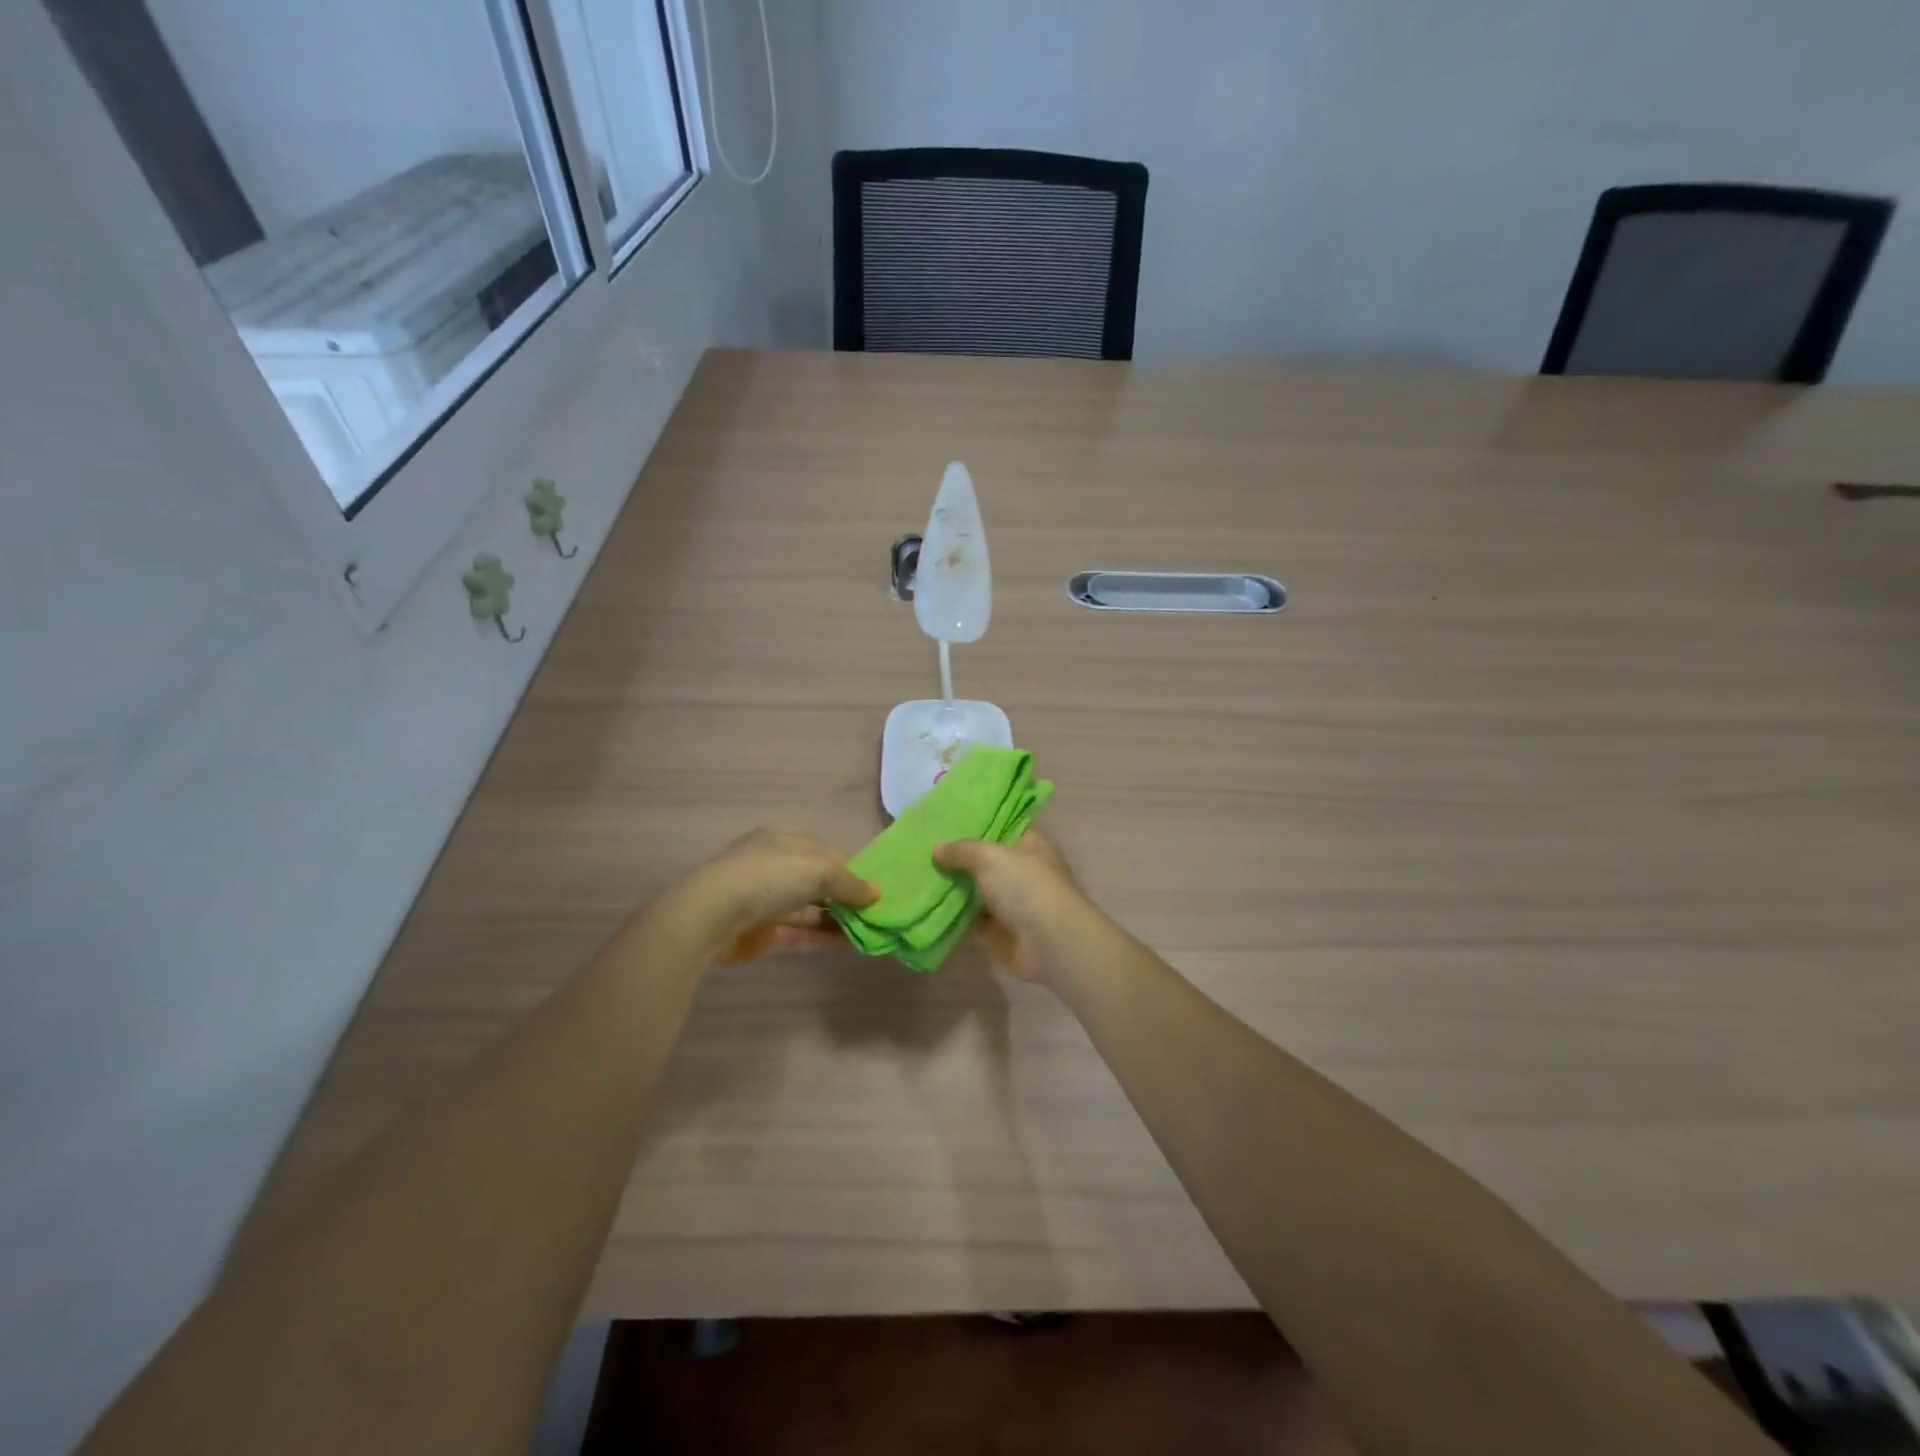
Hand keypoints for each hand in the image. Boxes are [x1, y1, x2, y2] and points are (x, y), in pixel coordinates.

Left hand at [669, 829, 877, 963]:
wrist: (712, 916)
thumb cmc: (768, 877)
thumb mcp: (818, 870)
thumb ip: (850, 883)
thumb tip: (876, 893)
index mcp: (784, 843)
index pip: (825, 853)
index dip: (850, 869)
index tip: (876, 887)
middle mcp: (775, 869)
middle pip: (817, 883)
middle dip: (845, 896)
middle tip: (878, 912)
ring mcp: (767, 902)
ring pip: (810, 910)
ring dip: (838, 919)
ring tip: (871, 930)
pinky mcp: (763, 933)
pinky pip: (800, 933)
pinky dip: (823, 937)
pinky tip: (850, 944)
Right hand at [933, 829, 1091, 984]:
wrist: (1049, 942)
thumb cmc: (1025, 887)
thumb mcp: (990, 857)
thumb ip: (962, 851)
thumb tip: (937, 849)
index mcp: (1030, 845)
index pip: (1004, 825)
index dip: (980, 821)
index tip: (949, 818)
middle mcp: (1023, 871)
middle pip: (987, 860)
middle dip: (959, 857)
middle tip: (925, 847)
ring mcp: (1012, 902)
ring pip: (977, 891)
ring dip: (954, 887)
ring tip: (920, 874)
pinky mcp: (1000, 931)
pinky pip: (972, 920)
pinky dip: (954, 916)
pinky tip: (927, 907)